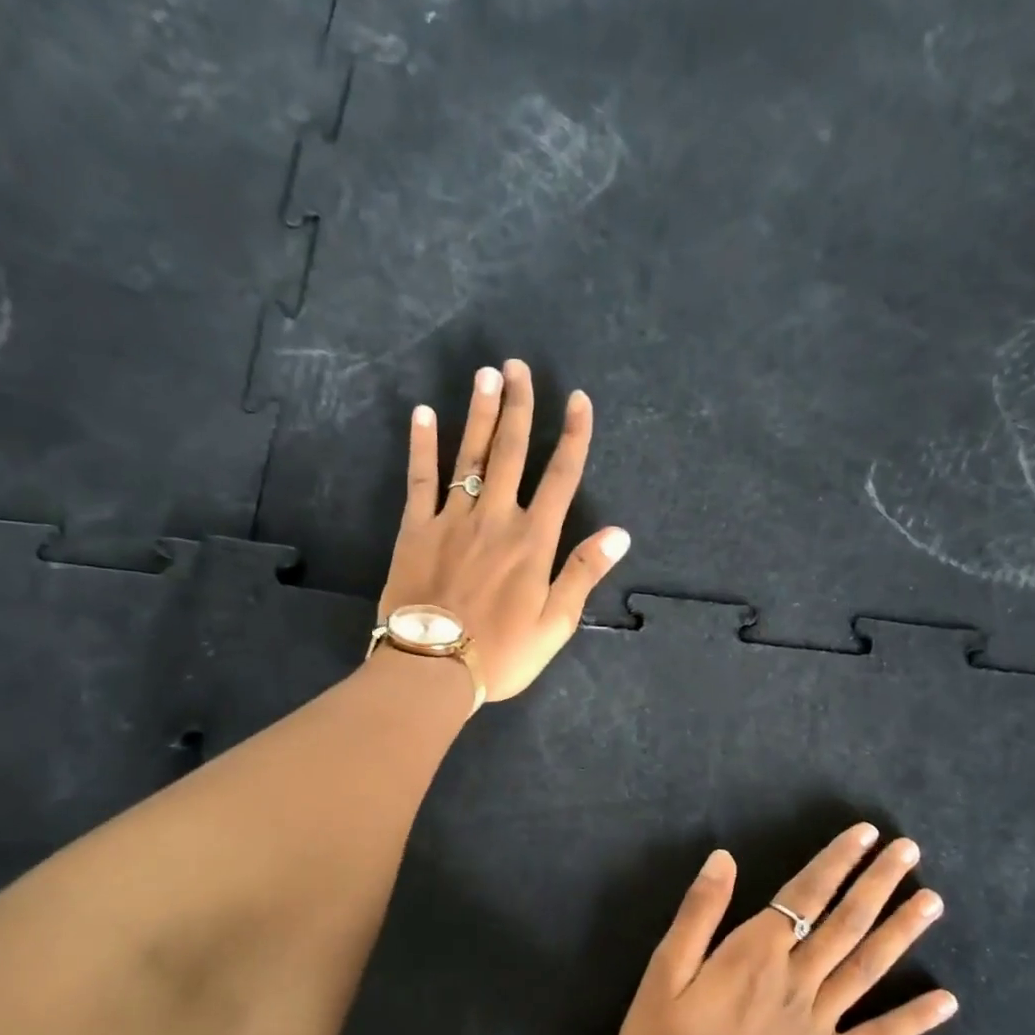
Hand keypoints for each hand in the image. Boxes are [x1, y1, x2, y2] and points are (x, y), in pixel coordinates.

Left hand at [377, 360, 629, 703]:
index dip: (573, 435)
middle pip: (511, 451)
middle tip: (519, 366)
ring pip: (470, 455)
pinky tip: (423, 412)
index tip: (578, 400)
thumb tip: (619, 534)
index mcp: (533, 540)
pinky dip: (422, 444)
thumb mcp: (555, 624)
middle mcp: (496, 517)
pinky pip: (420, 478)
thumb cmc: (501, 653)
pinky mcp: (415, 528)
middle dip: (519, 405)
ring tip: (486, 374)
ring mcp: (452, 518)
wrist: (433, 668)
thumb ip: (583, 574)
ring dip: (480, 412)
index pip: (561, 476)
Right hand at [617, 824, 956, 1034]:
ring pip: (867, 968)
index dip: (836, 862)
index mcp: (755, 954)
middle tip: (911, 851)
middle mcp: (796, 980)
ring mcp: (819, 1025)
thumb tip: (723, 860)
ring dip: (901, 931)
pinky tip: (946, 1002)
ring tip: (932, 901)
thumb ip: (698, 914)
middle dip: (878, 883)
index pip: (805, 895)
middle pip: (845, 923)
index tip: (865, 835)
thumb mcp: (664, 972)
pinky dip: (913, 1020)